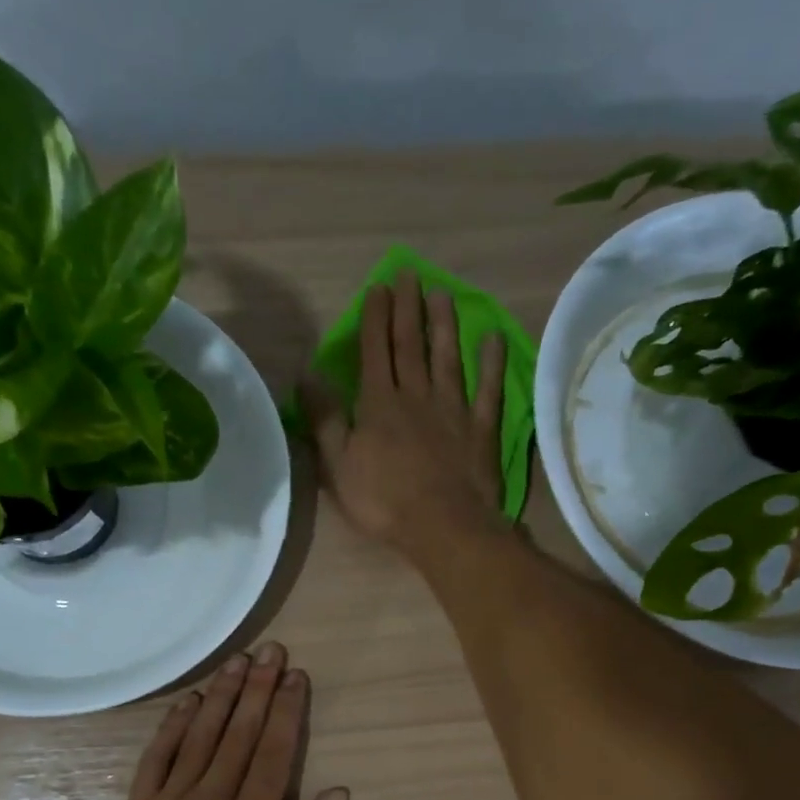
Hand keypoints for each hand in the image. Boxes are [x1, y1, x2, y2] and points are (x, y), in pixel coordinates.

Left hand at [93, 642, 348, 799]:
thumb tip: (338, 794)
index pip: (274, 752)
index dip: (287, 710)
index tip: (296, 676)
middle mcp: (213, 799)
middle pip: (240, 733)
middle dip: (259, 689)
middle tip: (270, 651)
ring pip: (201, 736)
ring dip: (221, 696)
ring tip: (236, 662)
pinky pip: (156, 758)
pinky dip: (172, 727)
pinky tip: (187, 703)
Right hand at [305, 270, 507, 560]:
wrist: (443, 525)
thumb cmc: (383, 501)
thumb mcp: (338, 465)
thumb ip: (325, 419)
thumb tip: (307, 376)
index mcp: (379, 404)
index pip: (374, 351)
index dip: (375, 318)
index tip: (377, 288)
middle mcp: (416, 395)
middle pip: (410, 345)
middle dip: (407, 308)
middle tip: (409, 274)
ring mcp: (453, 409)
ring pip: (447, 357)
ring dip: (444, 325)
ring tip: (442, 294)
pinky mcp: (481, 428)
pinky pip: (488, 388)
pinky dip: (491, 363)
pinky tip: (492, 338)